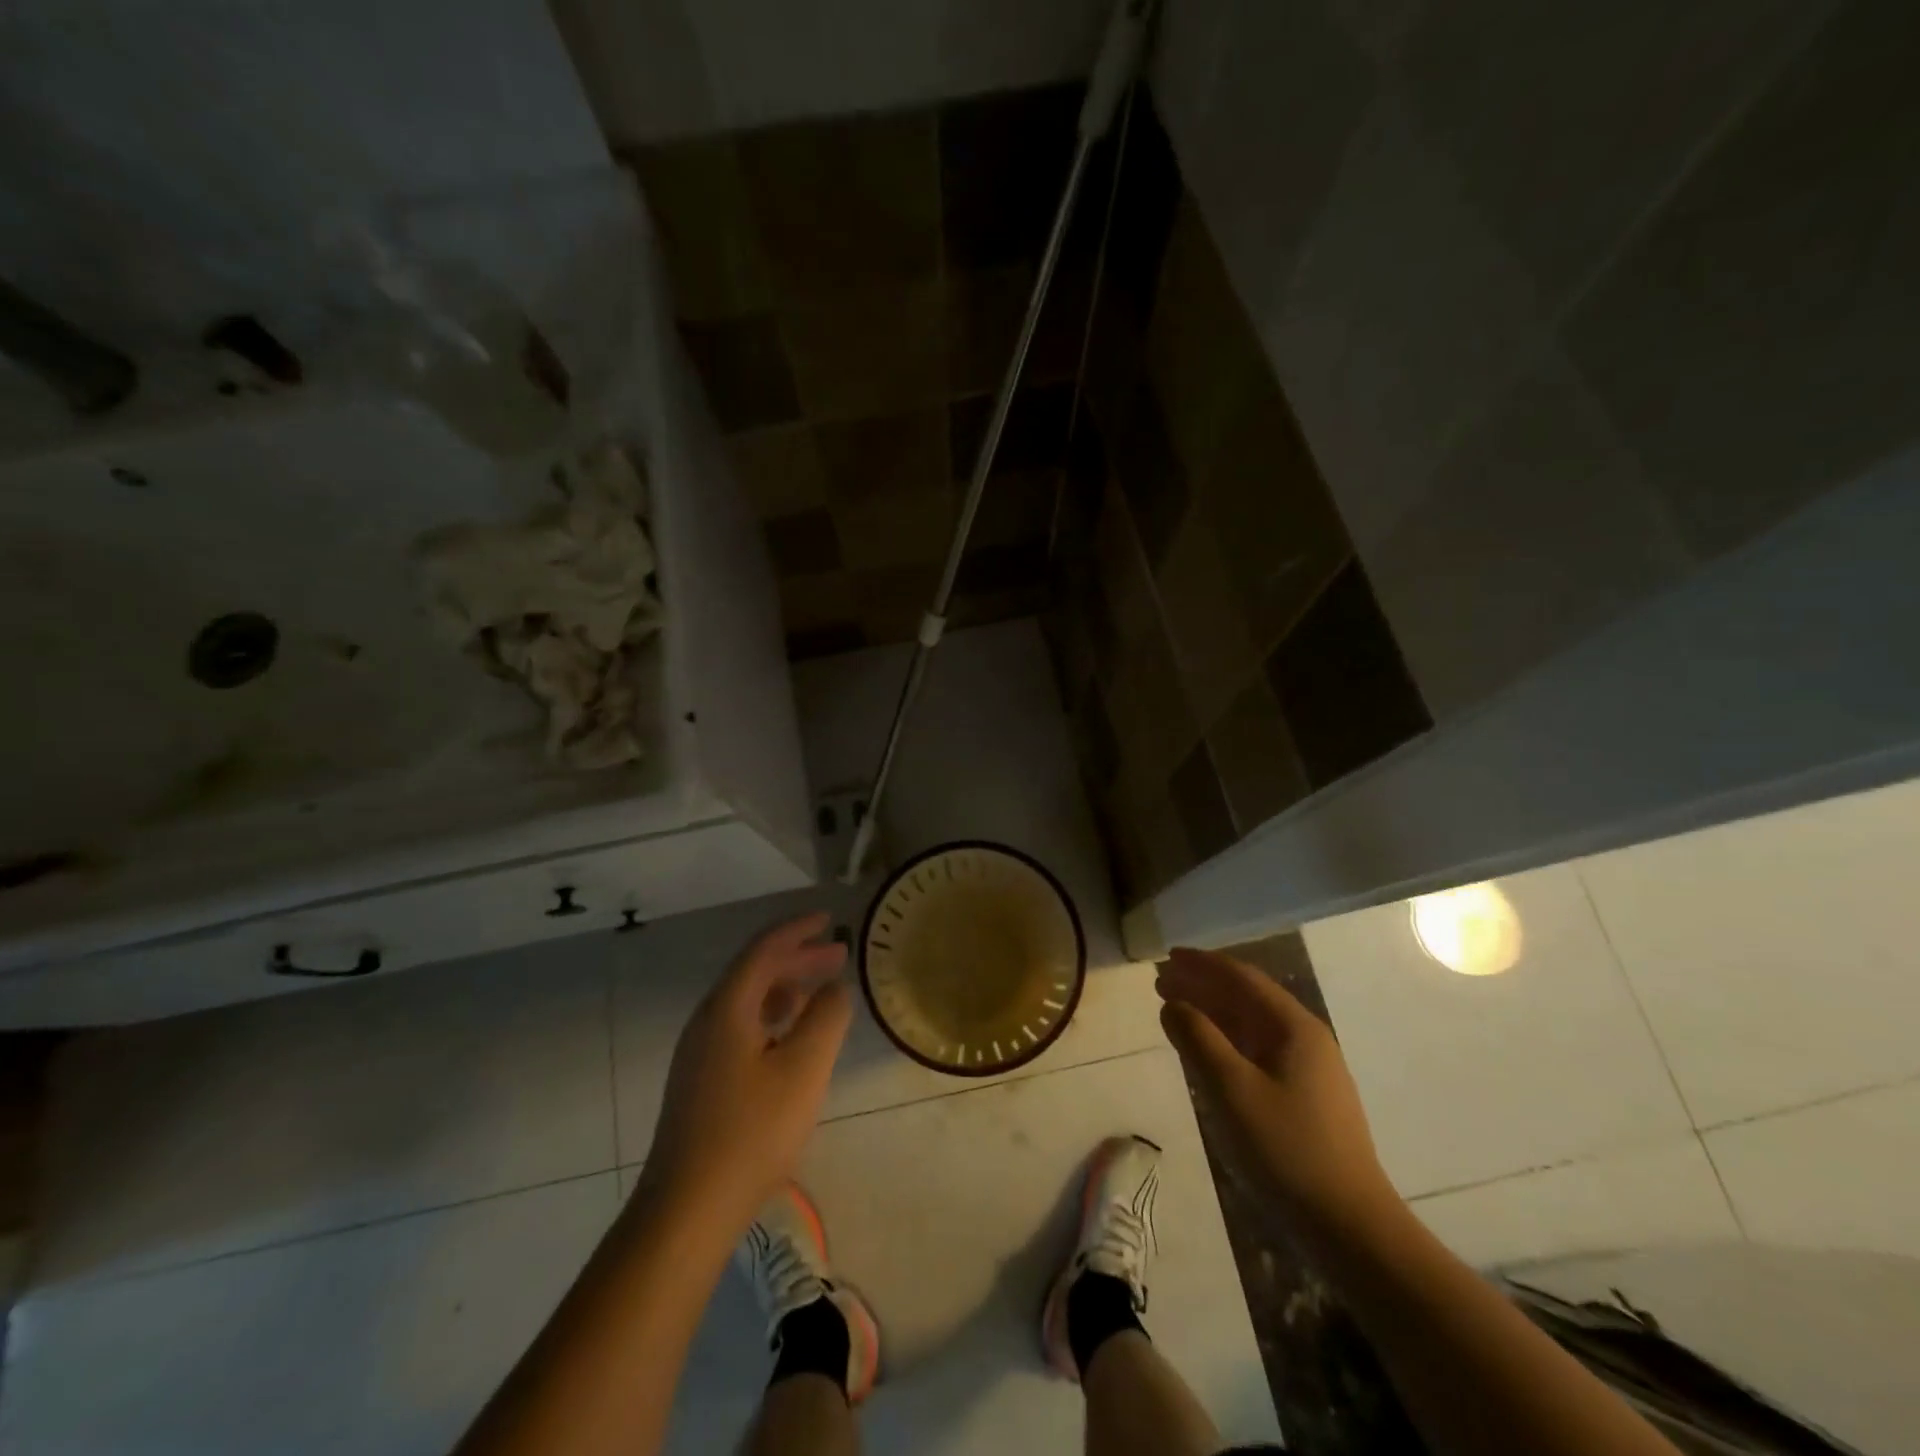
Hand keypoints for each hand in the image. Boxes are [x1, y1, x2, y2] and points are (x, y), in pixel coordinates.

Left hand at [641, 912, 852, 1231]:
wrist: (686, 1211)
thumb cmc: (751, 1133)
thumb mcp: (804, 1070)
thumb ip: (826, 1018)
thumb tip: (835, 988)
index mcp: (727, 1008)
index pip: (764, 950)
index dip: (798, 930)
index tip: (829, 920)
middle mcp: (707, 1021)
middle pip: (755, 972)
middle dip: (797, 958)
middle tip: (838, 954)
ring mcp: (699, 1053)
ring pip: (747, 1001)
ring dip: (786, 987)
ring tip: (821, 990)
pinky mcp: (701, 1081)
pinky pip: (741, 1026)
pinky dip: (772, 1016)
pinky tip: (791, 1036)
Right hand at [1157, 946, 1399, 1238]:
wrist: (1349, 1227)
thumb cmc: (1287, 1149)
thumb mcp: (1231, 1089)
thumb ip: (1198, 1039)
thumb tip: (1173, 1003)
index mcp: (1294, 1027)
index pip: (1241, 978)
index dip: (1202, 964)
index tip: (1167, 957)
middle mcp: (1304, 1038)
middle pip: (1247, 997)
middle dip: (1203, 985)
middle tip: (1161, 981)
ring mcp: (1308, 1069)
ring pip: (1251, 1025)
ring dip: (1212, 1011)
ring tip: (1175, 1007)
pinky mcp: (1303, 1097)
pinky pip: (1256, 1050)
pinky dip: (1225, 1039)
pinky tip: (1206, 1049)